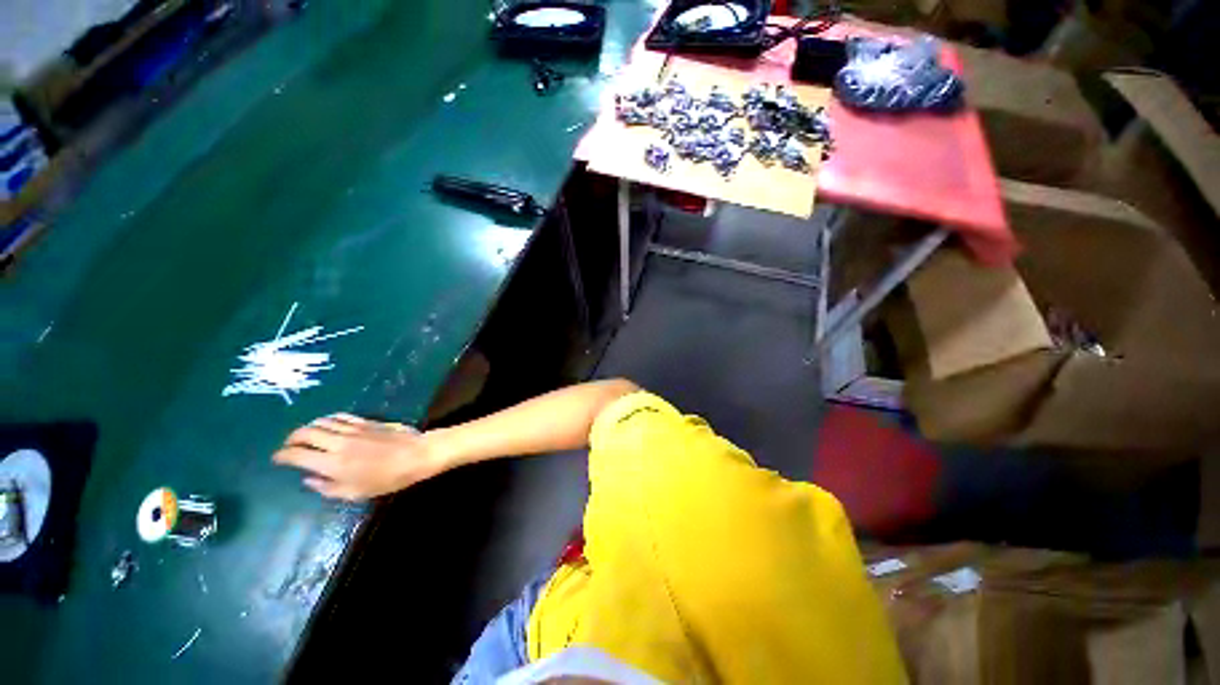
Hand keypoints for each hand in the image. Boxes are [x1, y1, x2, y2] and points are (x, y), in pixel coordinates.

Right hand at [272, 413, 448, 500]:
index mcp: (332, 463)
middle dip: (291, 438)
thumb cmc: (387, 478)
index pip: (296, 455)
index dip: (282, 456)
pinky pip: (341, 416)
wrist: (416, 454)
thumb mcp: (355, 492)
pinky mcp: (366, 422)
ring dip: (308, 427)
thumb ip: (327, 487)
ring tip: (306, 435)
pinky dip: (328, 419)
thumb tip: (308, 479)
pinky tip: (327, 423)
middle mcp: (338, 443)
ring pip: (321, 422)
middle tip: (290, 445)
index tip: (277, 459)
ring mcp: (353, 429)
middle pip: (305, 433)